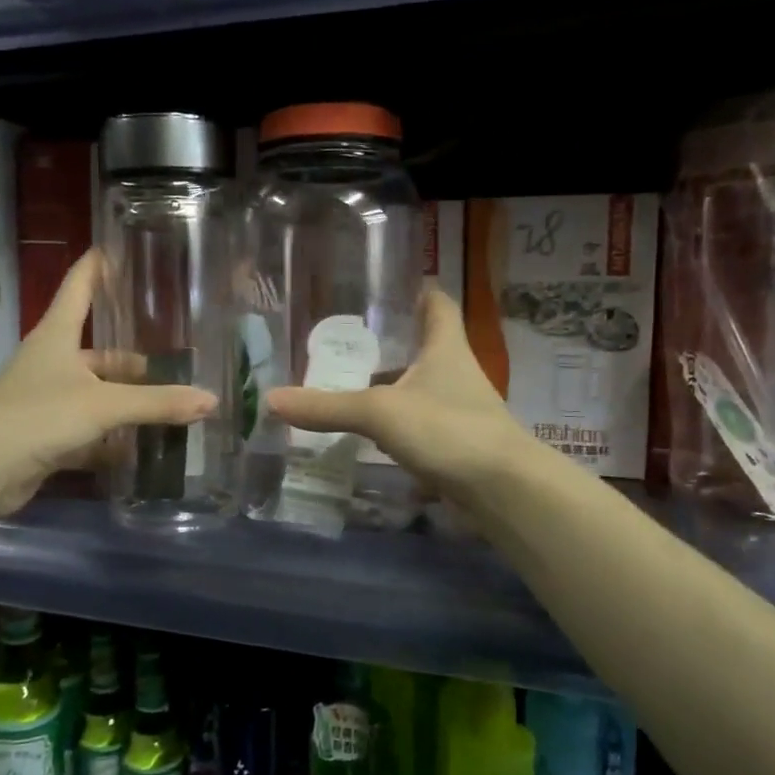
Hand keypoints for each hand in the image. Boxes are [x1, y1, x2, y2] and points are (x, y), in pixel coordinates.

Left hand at [0, 251, 216, 519]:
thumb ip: (158, 403)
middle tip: (174, 357)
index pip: (78, 287)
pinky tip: (141, 447)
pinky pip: (89, 430)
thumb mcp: (104, 405)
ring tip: (169, 404)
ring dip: (126, 400)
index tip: (117, 248)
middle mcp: (51, 362)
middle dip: (133, 358)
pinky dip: (112, 438)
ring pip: (96, 393)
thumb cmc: (40, 416)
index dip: (97, 267)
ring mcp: (47, 400)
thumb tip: (211, 400)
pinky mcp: (47, 434)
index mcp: (57, 336)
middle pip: (98, 351)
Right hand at [264, 290, 526, 505]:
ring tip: (352, 385)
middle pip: (428, 347)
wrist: (502, 490)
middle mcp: (456, 373)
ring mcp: (460, 411)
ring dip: (395, 387)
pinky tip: (371, 435)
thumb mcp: (380, 412)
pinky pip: (422, 425)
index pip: (439, 305)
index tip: (397, 284)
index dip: (422, 291)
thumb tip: (272, 399)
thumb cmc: (447, 429)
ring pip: (423, 389)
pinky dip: (399, 425)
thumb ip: (328, 407)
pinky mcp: (457, 445)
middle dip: (395, 343)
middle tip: (352, 339)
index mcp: (446, 348)